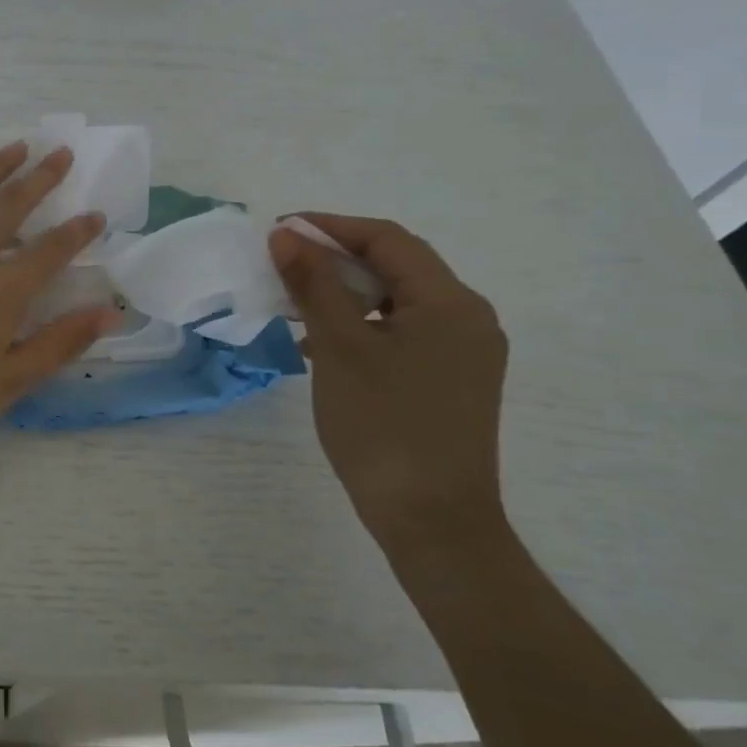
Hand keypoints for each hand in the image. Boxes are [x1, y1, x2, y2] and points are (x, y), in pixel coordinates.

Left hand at [0, 144, 119, 444]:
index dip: (79, 231)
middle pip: (9, 207)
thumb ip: (60, 344)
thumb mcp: (9, 382)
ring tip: (15, 147)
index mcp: (1, 292)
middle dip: (40, 177)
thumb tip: (109, 313)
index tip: (96, 215)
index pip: (51, 250)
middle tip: (59, 153)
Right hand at [270, 214, 508, 554]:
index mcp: (450, 303)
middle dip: (335, 258)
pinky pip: (400, 333)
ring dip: (343, 292)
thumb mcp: (340, 347)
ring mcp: (462, 353)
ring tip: (291, 300)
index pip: (388, 240)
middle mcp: (467, 319)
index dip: (331, 227)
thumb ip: (314, 284)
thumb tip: (286, 235)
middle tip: (280, 263)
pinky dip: (358, 325)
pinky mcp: (449, 381)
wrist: (431, 520)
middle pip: (396, 267)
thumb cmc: (384, 425)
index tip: (278, 230)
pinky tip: (318, 344)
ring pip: (395, 301)